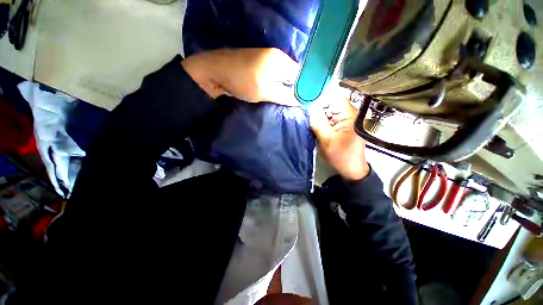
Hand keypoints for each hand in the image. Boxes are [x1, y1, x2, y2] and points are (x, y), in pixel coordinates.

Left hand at [181, 48, 298, 105]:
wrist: (215, 72)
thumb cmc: (241, 81)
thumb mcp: (265, 92)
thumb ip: (285, 96)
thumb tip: (302, 101)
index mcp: (281, 60)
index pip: (302, 74)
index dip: (304, 89)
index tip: (304, 102)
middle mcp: (277, 56)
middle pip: (293, 75)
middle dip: (294, 89)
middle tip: (293, 103)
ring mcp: (267, 59)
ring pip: (283, 76)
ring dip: (284, 88)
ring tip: (285, 101)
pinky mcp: (260, 64)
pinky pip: (274, 75)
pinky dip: (276, 85)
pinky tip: (274, 93)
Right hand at [309, 87, 369, 181]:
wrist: (350, 169)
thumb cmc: (341, 156)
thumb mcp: (327, 140)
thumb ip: (318, 123)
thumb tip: (309, 108)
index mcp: (350, 114)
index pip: (332, 97)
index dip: (318, 98)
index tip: (306, 103)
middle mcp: (348, 114)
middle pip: (329, 104)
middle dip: (316, 109)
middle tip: (305, 115)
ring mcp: (344, 120)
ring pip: (326, 112)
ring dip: (317, 117)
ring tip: (309, 123)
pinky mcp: (339, 126)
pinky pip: (327, 120)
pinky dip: (320, 123)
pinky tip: (314, 127)